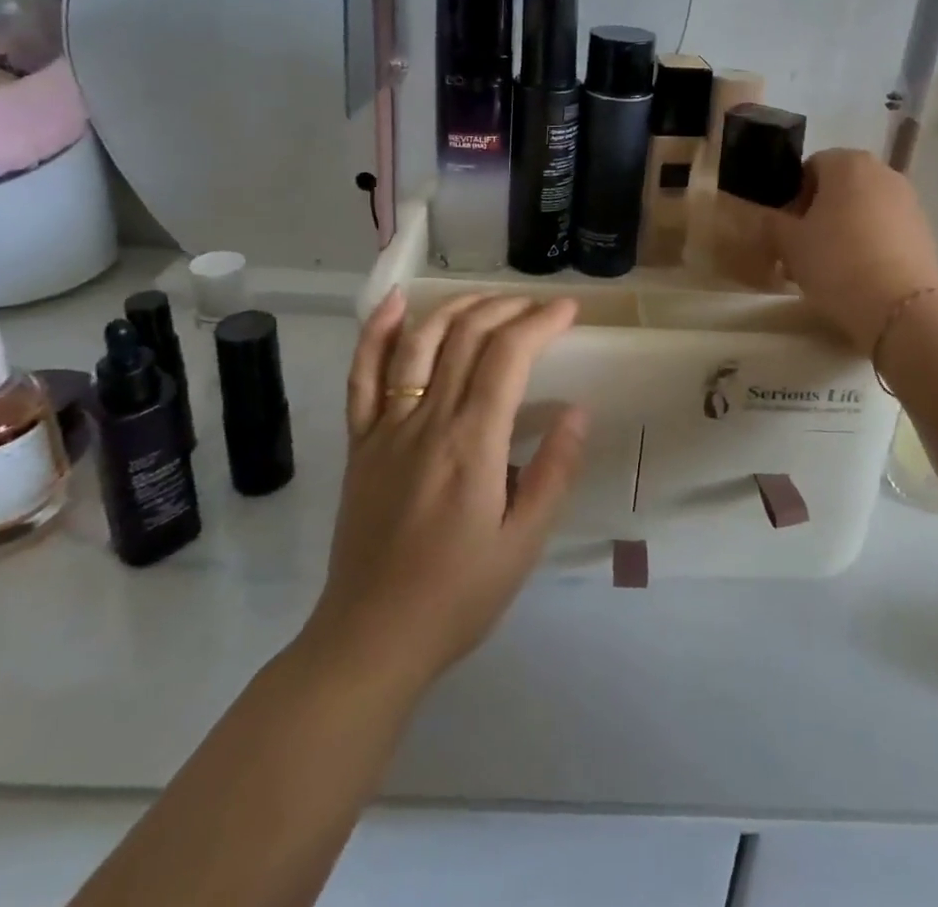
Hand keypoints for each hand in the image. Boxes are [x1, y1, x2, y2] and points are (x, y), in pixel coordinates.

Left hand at [303, 290, 587, 693]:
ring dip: (457, 308)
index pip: (507, 357)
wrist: (371, 639)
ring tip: (490, 298)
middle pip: (466, 337)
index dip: (540, 322)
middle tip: (539, 307)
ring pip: (419, 343)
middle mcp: (427, 421)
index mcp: (472, 445)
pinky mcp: (360, 442)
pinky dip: (377, 332)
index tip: (568, 310)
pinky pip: (362, 376)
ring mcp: (386, 427)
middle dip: (508, 308)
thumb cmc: (458, 596)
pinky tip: (396, 303)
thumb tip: (577, 411)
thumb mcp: (523, 544)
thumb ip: (553, 472)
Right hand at [771, 148, 937, 352]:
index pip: (811, 167)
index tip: (788, 228)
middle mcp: (883, 172)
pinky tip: (859, 275)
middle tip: (805, 248)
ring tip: (831, 266)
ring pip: (865, 209)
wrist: (899, 308)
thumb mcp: (789, 244)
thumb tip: (771, 219)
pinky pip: (887, 229)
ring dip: (846, 228)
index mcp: (848, 163)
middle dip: (821, 212)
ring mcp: (909, 201)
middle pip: (841, 187)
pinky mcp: (926, 231)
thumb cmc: (836, 262)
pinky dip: (871, 243)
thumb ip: (773, 224)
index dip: (794, 196)